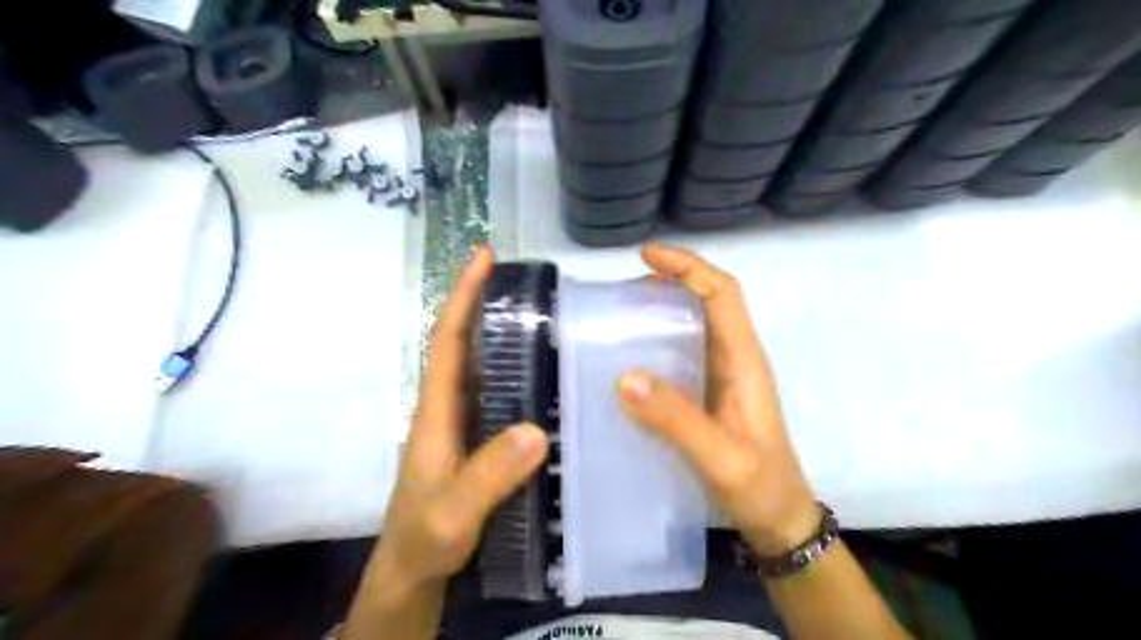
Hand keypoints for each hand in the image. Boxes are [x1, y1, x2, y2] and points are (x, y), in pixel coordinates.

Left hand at [370, 250, 548, 594]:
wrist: (412, 569)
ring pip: (482, 364)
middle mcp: (448, 406)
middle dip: (485, 301)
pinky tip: (547, 370)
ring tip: (545, 312)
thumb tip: (538, 430)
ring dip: (503, 331)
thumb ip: (489, 476)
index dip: (463, 296)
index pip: (448, 341)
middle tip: (528, 278)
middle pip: (464, 342)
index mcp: (436, 411)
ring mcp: (462, 421)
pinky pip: (499, 391)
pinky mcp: (477, 437)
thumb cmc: (424, 539)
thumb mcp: (453, 514)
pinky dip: (516, 368)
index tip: (483, 256)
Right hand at [621, 247, 815, 556]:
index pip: (723, 294)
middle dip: (668, 283)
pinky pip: (682, 354)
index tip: (647, 255)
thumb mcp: (721, 458)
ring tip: (617, 319)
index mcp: (745, 361)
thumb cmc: (760, 488)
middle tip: (620, 293)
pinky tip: (629, 360)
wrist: (779, 522)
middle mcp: (735, 359)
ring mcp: (722, 377)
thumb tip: (626, 376)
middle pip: (706, 302)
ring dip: (660, 312)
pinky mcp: (709, 395)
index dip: (689, 267)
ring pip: (693, 326)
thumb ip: (677, 420)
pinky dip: (657, 344)